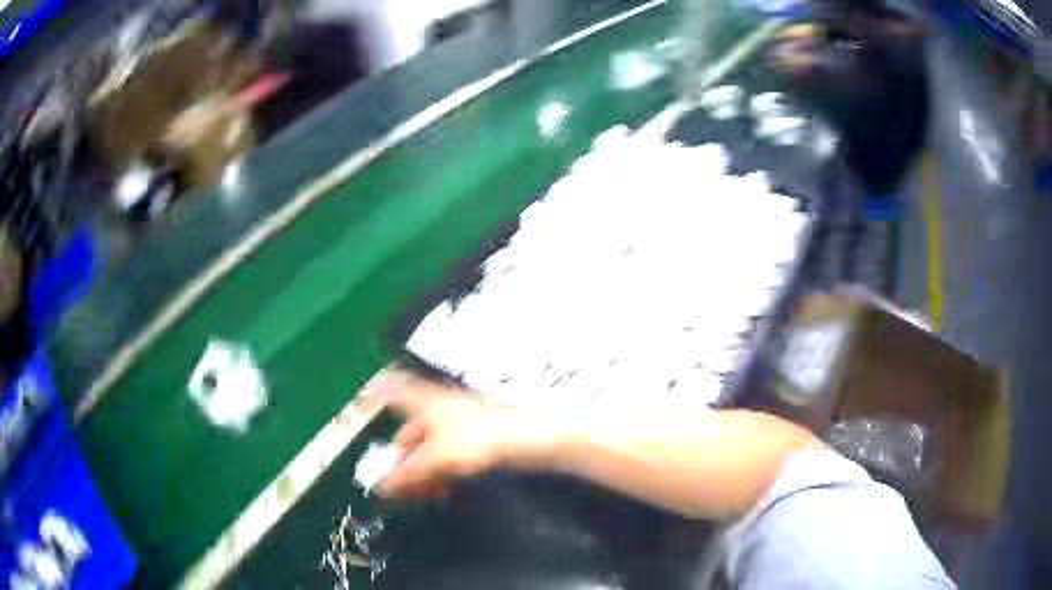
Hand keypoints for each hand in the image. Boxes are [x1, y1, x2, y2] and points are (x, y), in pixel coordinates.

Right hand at [367, 374, 519, 497]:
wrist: (523, 438)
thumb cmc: (475, 437)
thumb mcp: (434, 459)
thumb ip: (406, 474)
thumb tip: (381, 487)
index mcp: (422, 401)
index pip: (390, 391)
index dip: (371, 399)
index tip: (360, 413)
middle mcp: (436, 406)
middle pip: (408, 430)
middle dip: (400, 458)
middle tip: (395, 482)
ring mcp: (455, 420)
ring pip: (427, 446)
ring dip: (420, 469)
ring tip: (420, 492)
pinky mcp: (471, 435)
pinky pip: (445, 453)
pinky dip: (438, 469)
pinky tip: (441, 488)